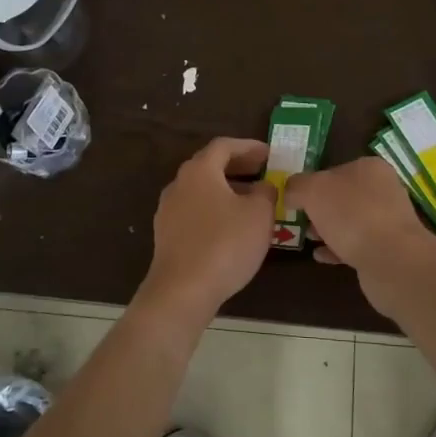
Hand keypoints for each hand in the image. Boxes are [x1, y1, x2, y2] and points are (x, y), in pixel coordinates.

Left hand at [140, 138, 275, 324]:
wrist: (182, 290)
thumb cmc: (225, 244)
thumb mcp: (259, 215)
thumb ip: (266, 192)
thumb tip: (263, 186)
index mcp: (199, 171)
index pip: (224, 146)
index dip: (249, 147)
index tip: (269, 154)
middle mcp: (179, 184)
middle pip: (210, 165)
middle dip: (238, 166)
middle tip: (262, 171)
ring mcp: (168, 210)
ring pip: (202, 190)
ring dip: (227, 189)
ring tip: (251, 200)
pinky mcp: (166, 234)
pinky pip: (195, 210)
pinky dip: (215, 209)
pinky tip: (231, 226)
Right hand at [282, 156, 435, 279]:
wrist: (391, 260)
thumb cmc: (351, 215)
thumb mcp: (313, 190)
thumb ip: (297, 186)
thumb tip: (290, 192)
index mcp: (369, 168)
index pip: (335, 169)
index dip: (313, 182)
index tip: (295, 197)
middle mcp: (383, 190)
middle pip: (343, 196)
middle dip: (319, 208)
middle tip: (299, 219)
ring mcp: (387, 220)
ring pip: (349, 221)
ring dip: (327, 229)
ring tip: (307, 238)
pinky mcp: (387, 248)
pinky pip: (356, 245)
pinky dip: (337, 249)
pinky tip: (320, 256)